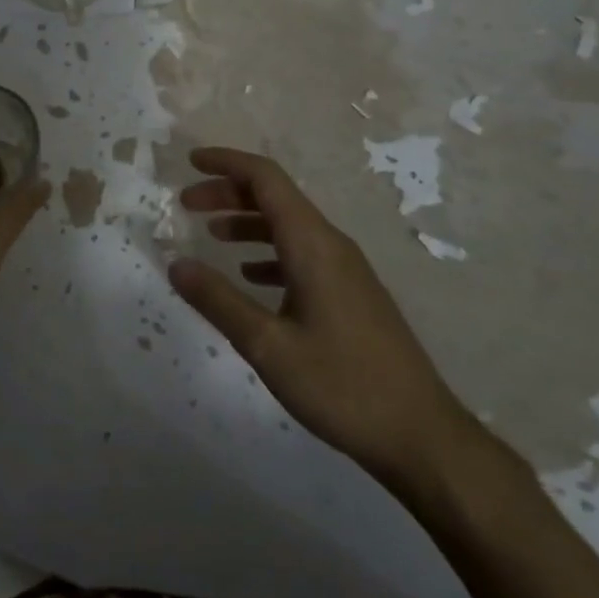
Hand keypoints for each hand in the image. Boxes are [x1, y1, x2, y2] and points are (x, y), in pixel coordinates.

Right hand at [169, 147, 481, 495]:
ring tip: (211, 236)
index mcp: (312, 244)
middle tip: (188, 205)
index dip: (226, 163)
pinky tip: (250, 277)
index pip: (265, 179)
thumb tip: (176, 265)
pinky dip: (269, 253)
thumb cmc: (342, 385)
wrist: (422, 435)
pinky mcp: (351, 294)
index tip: (190, 162)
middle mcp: (331, 245)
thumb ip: (218, 301)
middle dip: (229, 192)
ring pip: (289, 226)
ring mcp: (345, 270)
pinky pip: (302, 254)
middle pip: (275, 197)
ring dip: (247, 222)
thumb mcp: (268, 346)